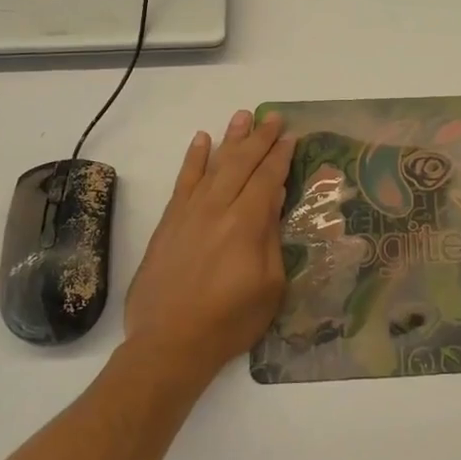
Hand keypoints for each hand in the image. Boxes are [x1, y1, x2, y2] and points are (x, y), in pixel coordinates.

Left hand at [124, 109, 296, 384]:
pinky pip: (183, 181)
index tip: (291, 136)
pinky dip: (193, 159)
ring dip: (230, 140)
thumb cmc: (230, 321)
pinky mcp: (169, 222)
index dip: (281, 156)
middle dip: (260, 138)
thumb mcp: (270, 286)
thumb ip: (271, 239)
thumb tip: (273, 201)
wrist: (169, 343)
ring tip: (242, 117)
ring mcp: (189, 213)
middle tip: (273, 117)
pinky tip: (201, 141)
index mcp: (246, 224)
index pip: (267, 179)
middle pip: (241, 164)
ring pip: (213, 165)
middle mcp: (217, 209)